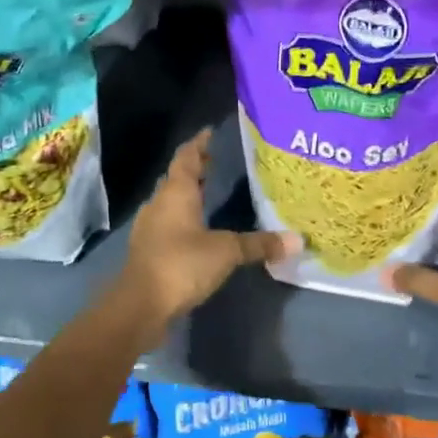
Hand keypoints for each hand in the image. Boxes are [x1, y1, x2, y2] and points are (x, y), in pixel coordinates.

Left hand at [114, 129, 295, 333]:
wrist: (140, 305)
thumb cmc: (181, 264)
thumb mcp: (226, 252)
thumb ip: (259, 244)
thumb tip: (297, 241)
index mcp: (176, 193)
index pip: (186, 157)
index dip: (199, 144)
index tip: (210, 132)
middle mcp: (159, 204)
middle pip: (177, 178)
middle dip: (195, 169)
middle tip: (215, 162)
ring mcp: (150, 228)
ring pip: (170, 202)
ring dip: (187, 195)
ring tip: (209, 193)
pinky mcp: (149, 251)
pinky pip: (168, 224)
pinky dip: (183, 219)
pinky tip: (197, 231)